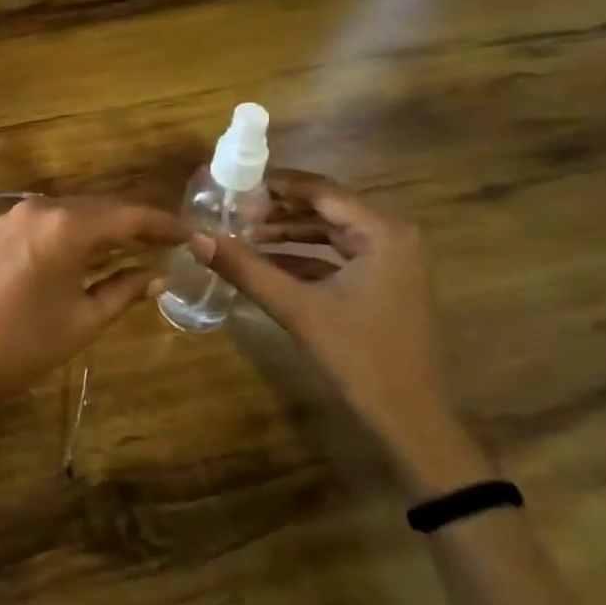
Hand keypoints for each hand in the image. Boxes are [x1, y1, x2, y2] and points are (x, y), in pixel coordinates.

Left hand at [0, 196, 184, 431]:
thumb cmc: (20, 346)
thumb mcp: (82, 321)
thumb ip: (124, 290)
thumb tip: (158, 275)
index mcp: (65, 226)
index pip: (128, 215)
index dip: (164, 225)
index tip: (193, 235)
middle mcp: (40, 207)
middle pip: (102, 207)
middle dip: (138, 224)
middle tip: (172, 244)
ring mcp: (15, 214)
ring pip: (76, 212)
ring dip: (107, 227)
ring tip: (141, 247)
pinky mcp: (0, 228)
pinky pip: (51, 220)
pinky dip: (78, 231)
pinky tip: (95, 251)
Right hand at [196, 171, 489, 494]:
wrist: (409, 419)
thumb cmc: (359, 355)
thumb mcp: (297, 308)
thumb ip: (246, 269)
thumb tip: (196, 238)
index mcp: (384, 232)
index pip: (321, 190)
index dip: (275, 186)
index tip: (234, 186)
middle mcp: (394, 236)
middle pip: (326, 208)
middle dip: (277, 210)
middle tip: (232, 212)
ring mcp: (393, 262)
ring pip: (330, 233)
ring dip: (287, 234)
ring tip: (242, 236)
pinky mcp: (385, 284)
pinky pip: (338, 257)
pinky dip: (303, 258)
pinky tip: (265, 265)